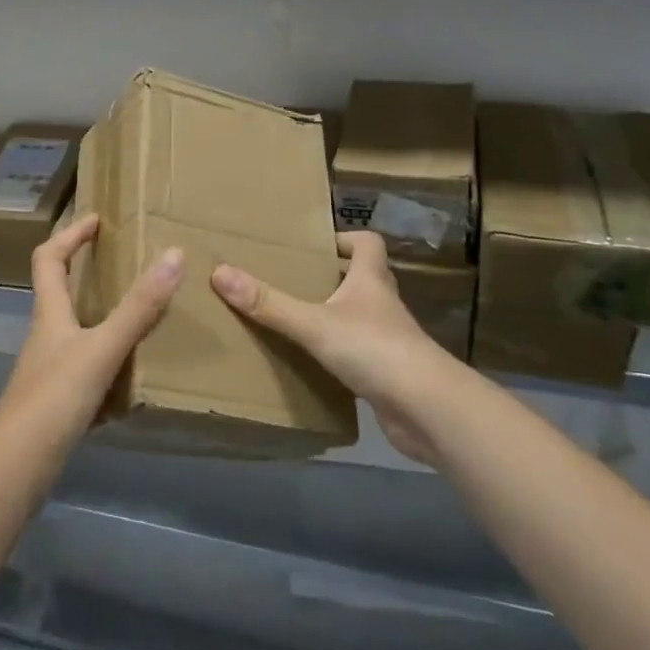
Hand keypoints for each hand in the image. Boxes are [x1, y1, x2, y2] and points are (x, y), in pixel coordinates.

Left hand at [0, 214, 181, 442]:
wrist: (16, 466)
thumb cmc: (55, 396)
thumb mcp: (103, 347)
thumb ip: (138, 307)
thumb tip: (174, 254)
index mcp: (50, 313)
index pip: (50, 258)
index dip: (70, 234)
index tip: (97, 219)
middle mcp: (46, 335)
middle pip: (60, 292)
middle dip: (88, 273)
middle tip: (125, 263)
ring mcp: (49, 370)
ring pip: (77, 332)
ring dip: (103, 320)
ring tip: (140, 316)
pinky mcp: (57, 401)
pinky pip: (87, 370)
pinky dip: (109, 365)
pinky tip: (134, 378)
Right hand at [211, 231, 455, 465]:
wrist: (428, 410)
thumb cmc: (374, 350)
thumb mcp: (314, 324)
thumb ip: (269, 303)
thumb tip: (220, 273)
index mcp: (371, 281)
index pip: (367, 243)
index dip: (345, 238)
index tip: (316, 245)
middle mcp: (383, 305)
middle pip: (362, 279)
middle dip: (332, 278)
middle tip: (294, 281)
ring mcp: (390, 341)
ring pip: (360, 318)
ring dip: (335, 317)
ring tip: (296, 321)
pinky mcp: (388, 375)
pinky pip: (360, 356)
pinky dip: (340, 356)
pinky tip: (314, 366)